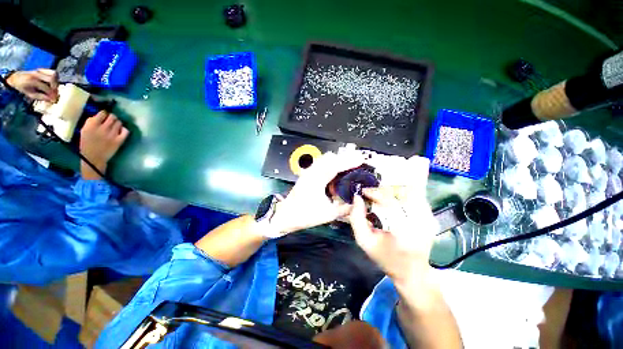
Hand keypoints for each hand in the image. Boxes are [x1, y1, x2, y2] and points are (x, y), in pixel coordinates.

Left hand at [6, 69, 58, 101]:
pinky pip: (52, 72)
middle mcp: (37, 74)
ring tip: (54, 87)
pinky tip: (53, 82)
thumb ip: (40, 96)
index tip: (53, 99)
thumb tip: (51, 99)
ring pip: (54, 74)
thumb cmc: (22, 87)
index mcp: (32, 81)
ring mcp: (40, 70)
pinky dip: (55, 77)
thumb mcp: (29, 94)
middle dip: (55, 87)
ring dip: (56, 81)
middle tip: (55, 93)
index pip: (46, 87)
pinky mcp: (42, 69)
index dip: (51, 94)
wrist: (16, 77)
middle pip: (52, 78)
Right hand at [80, 111, 128, 177]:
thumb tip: (100, 115)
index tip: (104, 116)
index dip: (104, 114)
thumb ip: (91, 121)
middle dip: (112, 118)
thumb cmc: (87, 144)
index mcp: (92, 125)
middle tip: (110, 121)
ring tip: (114, 127)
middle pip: (113, 116)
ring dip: (117, 124)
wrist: (93, 158)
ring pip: (119, 123)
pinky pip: (126, 131)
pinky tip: (120, 132)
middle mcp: (103, 128)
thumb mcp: (84, 130)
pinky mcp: (119, 140)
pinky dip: (124, 130)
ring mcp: (112, 134)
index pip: (103, 113)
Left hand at [271, 150, 364, 233]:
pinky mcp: (307, 174)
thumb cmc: (305, 215)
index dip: (349, 162)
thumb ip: (344, 208)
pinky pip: (321, 164)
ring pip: (325, 159)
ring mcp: (308, 172)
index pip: (335, 166)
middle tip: (358, 160)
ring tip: (350, 164)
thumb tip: (357, 202)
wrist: (286, 215)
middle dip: (345, 157)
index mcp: (316, 180)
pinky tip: (337, 170)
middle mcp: (312, 172)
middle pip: (331, 158)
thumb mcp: (328, 214)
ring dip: (338, 160)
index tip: (361, 159)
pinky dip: (331, 164)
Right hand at [349, 157, 437, 285]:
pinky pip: (419, 193)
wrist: (413, 272)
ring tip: (388, 172)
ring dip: (401, 178)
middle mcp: (420, 222)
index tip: (365, 192)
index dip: (376, 194)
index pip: (391, 203)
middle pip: (405, 191)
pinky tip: (409, 172)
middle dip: (387, 184)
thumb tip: (357, 197)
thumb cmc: (386, 259)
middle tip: (374, 184)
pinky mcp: (430, 214)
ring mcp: (428, 217)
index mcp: (404, 232)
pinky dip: (412, 181)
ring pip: (415, 189)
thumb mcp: (365, 242)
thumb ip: (356, 219)